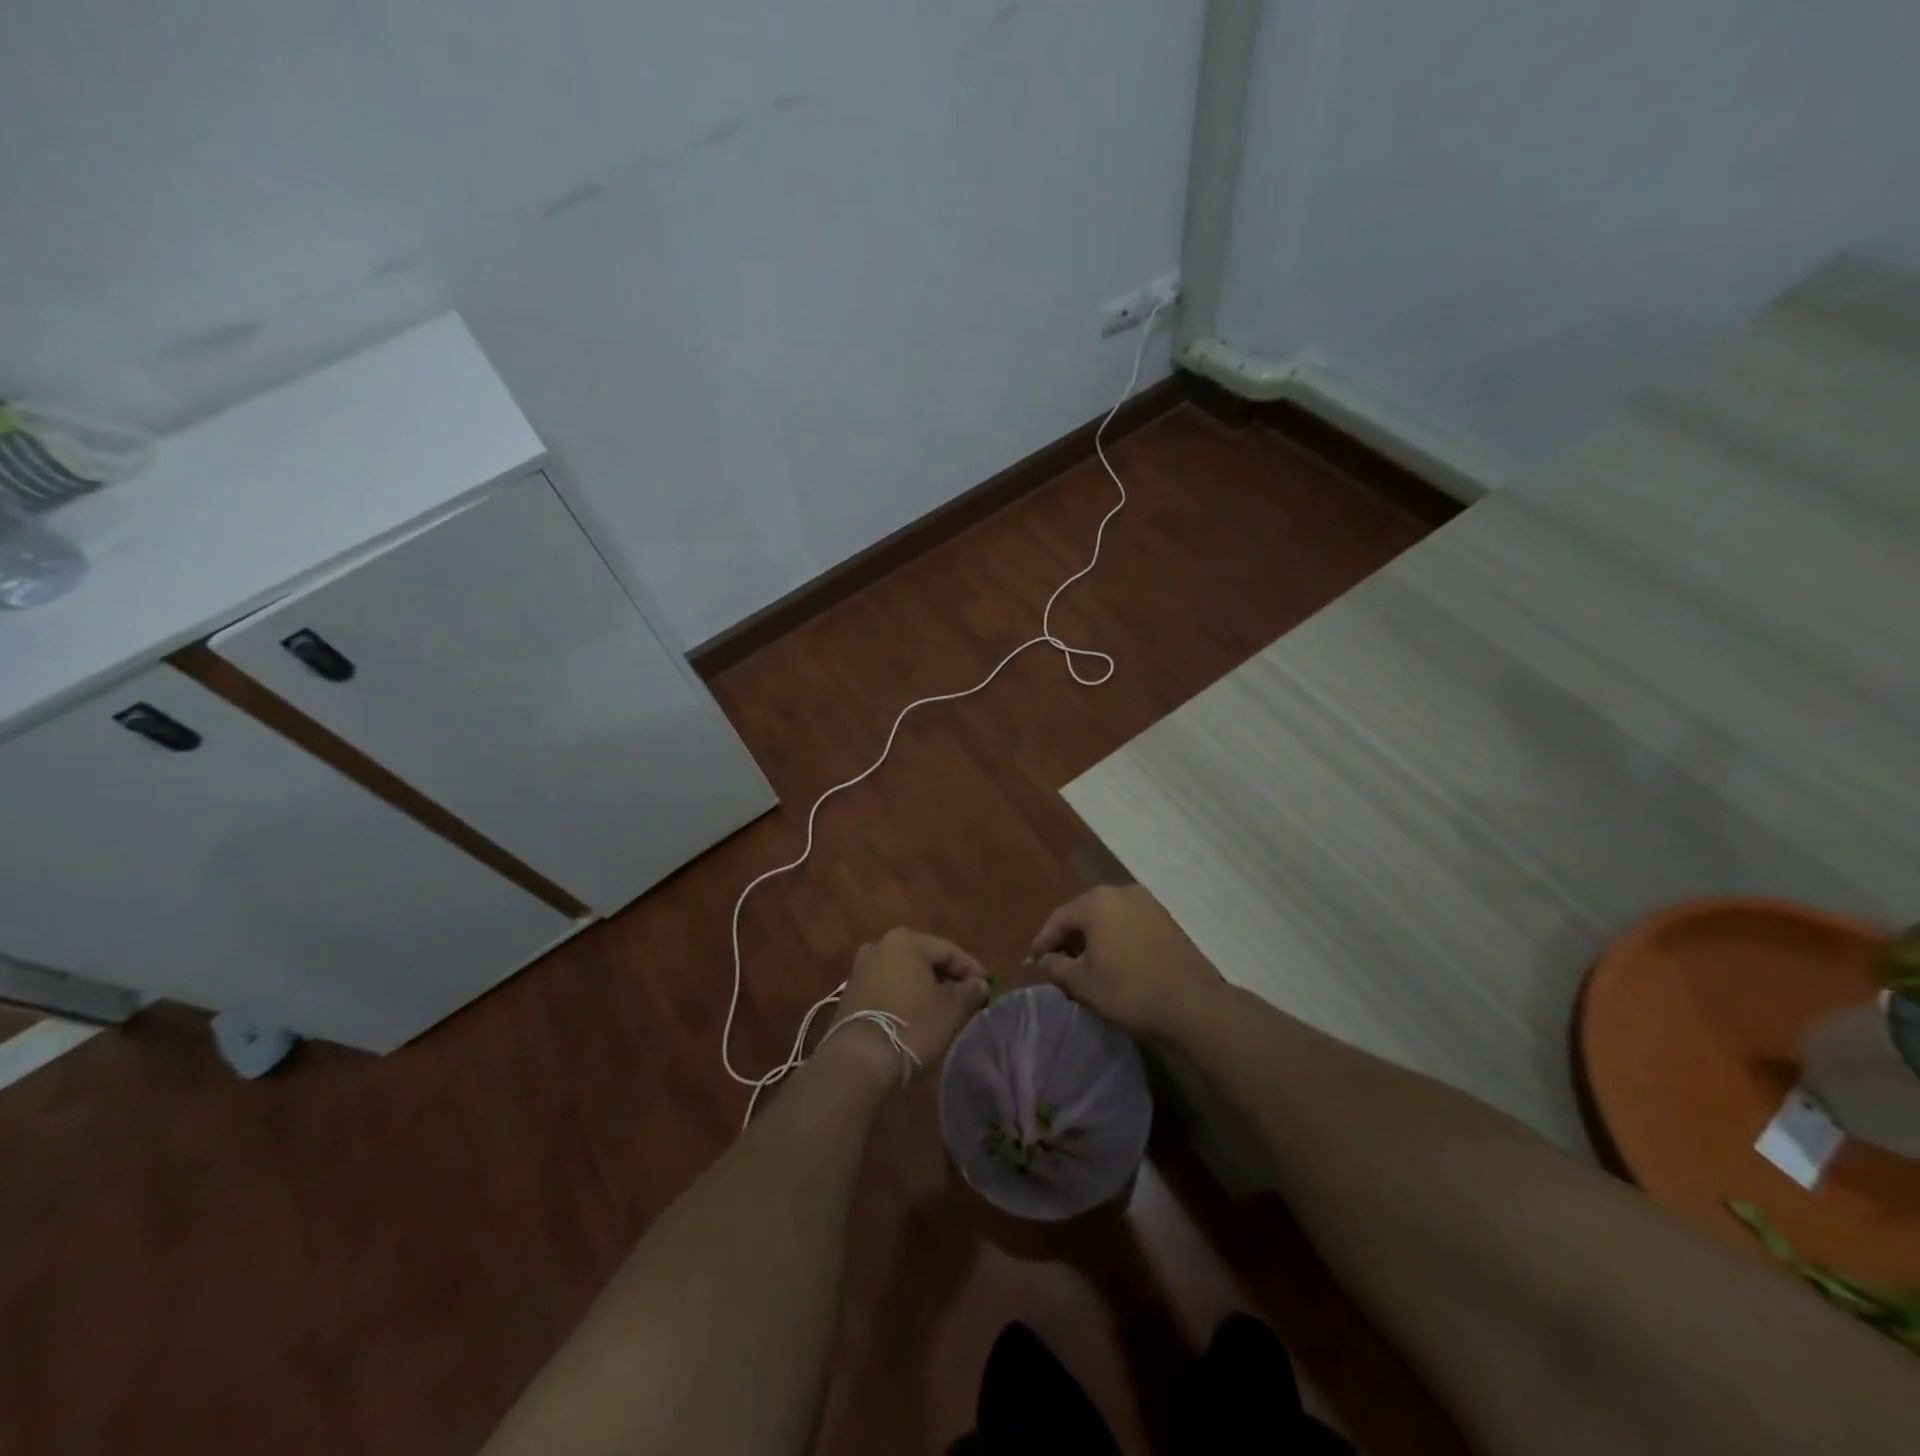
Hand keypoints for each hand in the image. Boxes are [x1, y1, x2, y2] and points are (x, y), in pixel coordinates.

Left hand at [831, 928, 989, 1074]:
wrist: (860, 1059)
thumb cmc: (912, 1025)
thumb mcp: (951, 1010)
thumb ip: (970, 992)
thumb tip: (979, 984)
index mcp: (906, 940)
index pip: (948, 950)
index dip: (971, 968)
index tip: (986, 988)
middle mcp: (880, 945)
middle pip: (924, 959)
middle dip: (947, 977)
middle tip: (966, 998)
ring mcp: (861, 969)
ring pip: (904, 973)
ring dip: (924, 988)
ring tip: (943, 1009)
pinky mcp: (850, 993)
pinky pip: (887, 987)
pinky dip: (904, 997)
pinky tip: (916, 1016)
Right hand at [1030, 885, 1219, 1038]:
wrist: (1193, 1005)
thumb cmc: (1129, 991)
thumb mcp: (1082, 983)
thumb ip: (1055, 967)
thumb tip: (1045, 959)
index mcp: (1097, 902)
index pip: (1059, 918)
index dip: (1043, 941)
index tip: (1033, 963)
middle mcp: (1122, 892)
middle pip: (1084, 914)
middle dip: (1069, 938)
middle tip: (1058, 964)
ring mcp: (1148, 903)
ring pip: (1108, 918)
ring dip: (1093, 939)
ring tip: (1085, 965)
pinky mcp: (1166, 919)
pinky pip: (1129, 924)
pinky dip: (1116, 939)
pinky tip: (1114, 962)